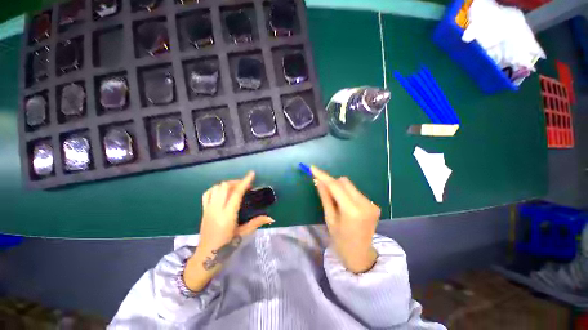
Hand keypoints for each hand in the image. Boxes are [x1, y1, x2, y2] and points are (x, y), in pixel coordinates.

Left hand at [197, 171, 273, 252]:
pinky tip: (223, 192)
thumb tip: (271, 218)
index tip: (251, 174)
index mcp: (227, 215)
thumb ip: (257, 223)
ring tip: (235, 188)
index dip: (245, 182)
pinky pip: (208, 193)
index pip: (236, 193)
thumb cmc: (226, 246)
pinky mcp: (203, 210)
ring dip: (227, 184)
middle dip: (236, 182)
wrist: (205, 256)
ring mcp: (208, 209)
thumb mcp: (243, 234)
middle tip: (245, 186)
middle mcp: (216, 209)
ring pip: (215, 188)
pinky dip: (216, 189)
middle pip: (224, 187)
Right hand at [311, 166, 380, 273]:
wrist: (360, 255)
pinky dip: (347, 194)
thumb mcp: (329, 218)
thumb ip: (325, 197)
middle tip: (324, 190)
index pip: (335, 186)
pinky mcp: (374, 205)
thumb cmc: (340, 240)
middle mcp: (365, 204)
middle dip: (332, 183)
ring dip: (340, 188)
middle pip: (344, 182)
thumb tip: (318, 181)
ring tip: (336, 201)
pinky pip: (356, 192)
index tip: (313, 168)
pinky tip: (345, 205)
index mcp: (352, 210)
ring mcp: (372, 204)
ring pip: (350, 186)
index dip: (323, 176)